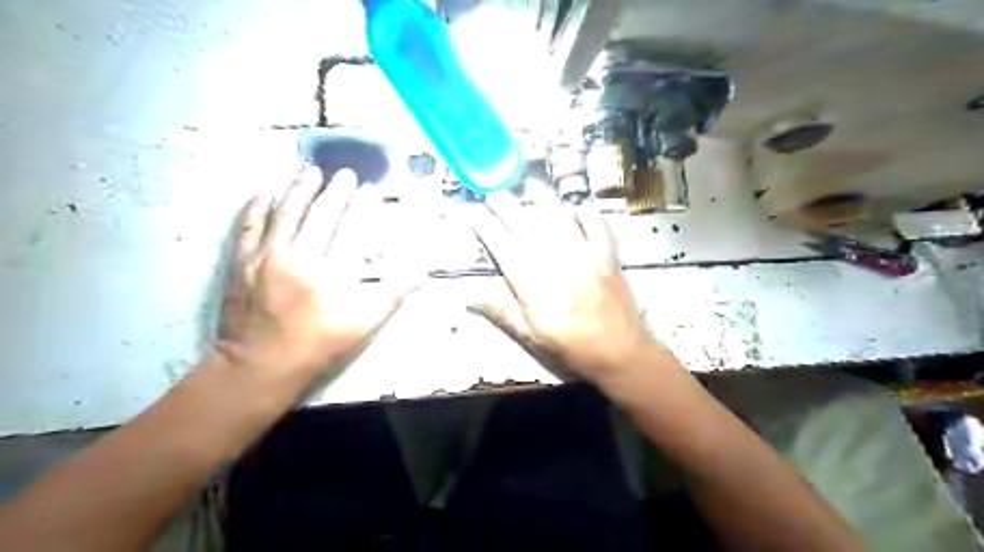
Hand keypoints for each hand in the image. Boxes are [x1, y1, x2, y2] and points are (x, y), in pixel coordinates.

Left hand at [216, 166, 417, 382]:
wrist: (259, 366)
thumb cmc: (318, 346)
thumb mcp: (363, 325)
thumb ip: (392, 295)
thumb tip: (422, 273)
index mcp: (329, 273)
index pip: (350, 228)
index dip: (362, 206)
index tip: (370, 189)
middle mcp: (296, 257)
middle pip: (318, 215)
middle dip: (334, 191)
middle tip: (344, 174)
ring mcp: (264, 258)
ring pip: (284, 214)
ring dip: (298, 190)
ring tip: (309, 172)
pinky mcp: (240, 263)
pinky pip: (248, 227)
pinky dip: (256, 208)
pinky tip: (263, 194)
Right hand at [471, 184, 667, 384]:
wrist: (620, 354)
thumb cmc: (572, 349)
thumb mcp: (532, 338)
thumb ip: (503, 313)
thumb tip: (471, 297)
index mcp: (535, 287)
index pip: (504, 249)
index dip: (487, 228)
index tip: (474, 213)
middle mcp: (558, 264)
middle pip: (528, 228)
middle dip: (508, 207)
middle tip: (494, 193)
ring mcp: (586, 257)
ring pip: (561, 219)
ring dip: (544, 200)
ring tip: (530, 185)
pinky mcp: (608, 256)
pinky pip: (596, 226)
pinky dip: (586, 213)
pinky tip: (577, 206)